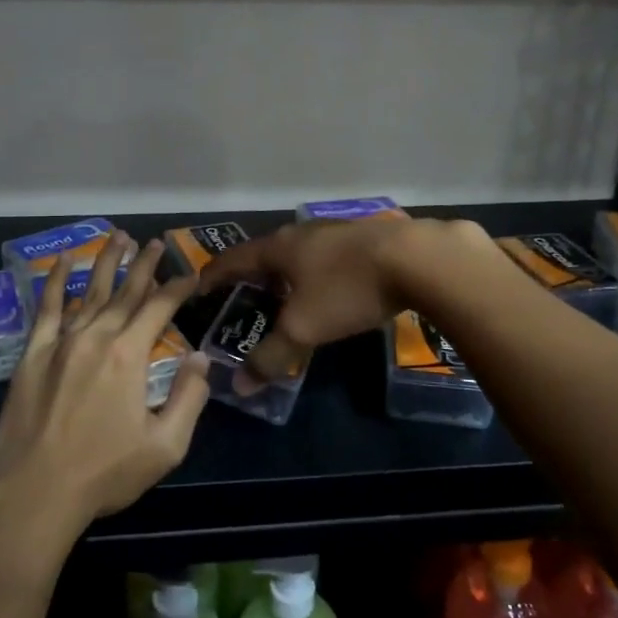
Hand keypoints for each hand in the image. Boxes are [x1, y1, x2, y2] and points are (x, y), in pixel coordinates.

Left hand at [0, 233, 210, 539]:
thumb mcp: (164, 446)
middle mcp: (96, 337)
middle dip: (144, 265)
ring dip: (106, 263)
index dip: (178, 288)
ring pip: (90, 292)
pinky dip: (56, 282)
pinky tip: (63, 262)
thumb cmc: (104, 473)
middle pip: (126, 292)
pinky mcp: (33, 354)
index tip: (191, 274)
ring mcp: (61, 342)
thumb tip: (201, 358)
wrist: (35, 494)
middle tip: (155, 243)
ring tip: (119, 237)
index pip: (159, 308)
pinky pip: (47, 308)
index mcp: (129, 356)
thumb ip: (189, 398)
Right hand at [200, 216, 492, 385]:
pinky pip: (327, 254)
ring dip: (286, 272)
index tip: (199, 290)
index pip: (233, 259)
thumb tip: (239, 387)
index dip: (214, 276)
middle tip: (244, 299)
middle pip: (266, 252)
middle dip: (252, 275)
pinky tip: (330, 287)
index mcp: (278, 248)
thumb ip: (271, 356)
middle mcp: (302, 232)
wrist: (418, 258)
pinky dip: (316, 271)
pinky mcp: (365, 237)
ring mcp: (335, 230)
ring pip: (299, 251)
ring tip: (285, 295)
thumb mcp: (304, 328)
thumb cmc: (348, 288)